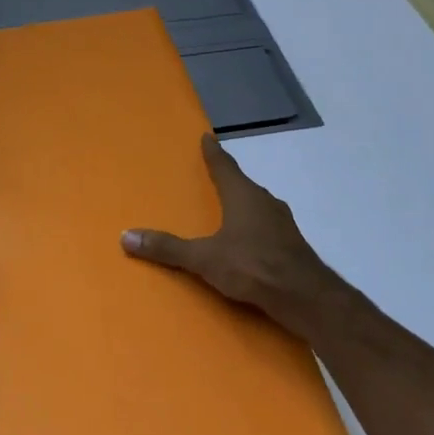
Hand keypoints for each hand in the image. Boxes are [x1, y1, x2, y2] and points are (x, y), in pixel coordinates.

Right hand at [122, 133, 346, 337]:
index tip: (207, 137)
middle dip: (228, 180)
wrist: (306, 297)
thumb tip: (126, 236)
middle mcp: (265, 202)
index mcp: (243, 195)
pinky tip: (247, 243)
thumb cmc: (253, 266)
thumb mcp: (204, 258)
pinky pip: (267, 228)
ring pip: (258, 206)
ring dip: (243, 205)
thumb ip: (168, 248)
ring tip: (227, 211)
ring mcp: (282, 224)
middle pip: (243, 185)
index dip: (213, 152)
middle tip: (213, 176)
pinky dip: (254, 229)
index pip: (224, 166)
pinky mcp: (292, 246)